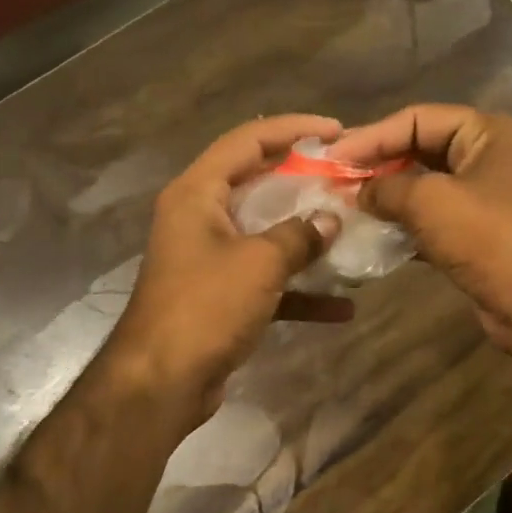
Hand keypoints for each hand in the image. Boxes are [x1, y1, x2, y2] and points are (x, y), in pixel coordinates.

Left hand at [107, 115, 352, 417]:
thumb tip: (330, 219)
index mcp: (197, 193)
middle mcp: (199, 217)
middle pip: (257, 183)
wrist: (161, 383)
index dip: (292, 129)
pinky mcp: (220, 295)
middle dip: (304, 181)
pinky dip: (299, 289)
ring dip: (306, 236)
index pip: (247, 140)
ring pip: (265, 233)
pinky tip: (342, 306)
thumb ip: (299, 235)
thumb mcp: (259, 263)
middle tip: (346, 177)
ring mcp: (209, 258)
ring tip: (350, 231)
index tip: (335, 130)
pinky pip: (266, 280)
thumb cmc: (205, 307)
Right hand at [331, 106, 511, 358]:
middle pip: (420, 149)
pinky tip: (370, 232)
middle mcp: (488, 157)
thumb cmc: (488, 237)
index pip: (417, 118)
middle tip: (334, 177)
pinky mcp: (476, 233)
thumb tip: (357, 192)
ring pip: (423, 186)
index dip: (372, 135)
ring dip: (386, 195)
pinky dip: (402, 223)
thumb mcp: (429, 202)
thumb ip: (385, 188)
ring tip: (345, 204)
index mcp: (487, 133)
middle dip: (377, 164)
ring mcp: (484, 197)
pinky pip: (431, 218)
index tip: (332, 155)